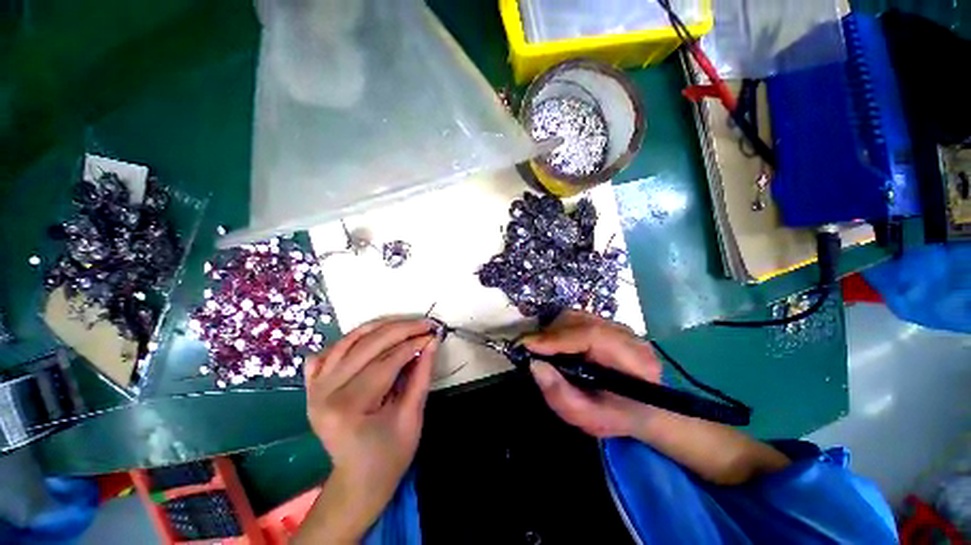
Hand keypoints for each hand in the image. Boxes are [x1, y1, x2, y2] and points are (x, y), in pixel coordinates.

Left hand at [301, 318, 438, 541]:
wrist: (357, 480)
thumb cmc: (390, 455)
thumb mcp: (412, 416)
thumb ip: (422, 375)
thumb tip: (432, 342)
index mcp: (348, 408)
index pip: (385, 362)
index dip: (413, 344)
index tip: (433, 333)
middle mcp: (324, 393)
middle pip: (367, 346)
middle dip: (401, 329)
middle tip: (425, 323)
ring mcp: (314, 388)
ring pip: (348, 341)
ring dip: (380, 327)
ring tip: (405, 323)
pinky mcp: (312, 386)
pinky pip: (329, 352)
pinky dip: (351, 339)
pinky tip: (371, 337)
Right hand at [523, 311, 660, 438]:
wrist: (641, 408)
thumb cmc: (616, 416)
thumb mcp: (587, 418)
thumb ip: (560, 395)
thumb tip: (534, 364)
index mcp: (634, 361)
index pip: (592, 335)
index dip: (557, 337)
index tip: (528, 345)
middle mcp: (629, 336)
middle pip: (581, 321)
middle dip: (550, 333)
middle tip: (530, 349)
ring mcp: (619, 326)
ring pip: (577, 316)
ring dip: (553, 329)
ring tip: (541, 347)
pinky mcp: (608, 324)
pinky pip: (578, 318)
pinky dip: (560, 328)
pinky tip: (555, 343)